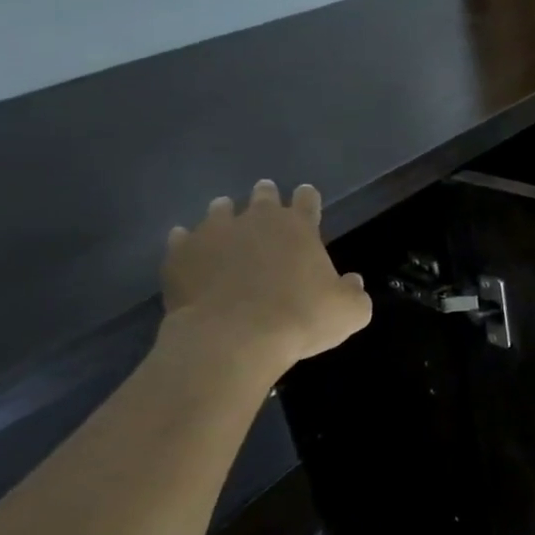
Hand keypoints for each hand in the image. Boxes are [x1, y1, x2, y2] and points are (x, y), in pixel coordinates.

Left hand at [161, 180, 371, 376]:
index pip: (307, 200)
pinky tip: (189, 249)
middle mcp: (256, 220)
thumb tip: (352, 282)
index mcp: (298, 227)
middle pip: (263, 196)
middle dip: (266, 196)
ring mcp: (213, 234)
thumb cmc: (300, 319)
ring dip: (225, 214)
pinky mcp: (180, 255)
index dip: (308, 198)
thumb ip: (354, 293)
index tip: (307, 196)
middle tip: (266, 198)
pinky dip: (189, 243)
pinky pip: (182, 240)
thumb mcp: (350, 312)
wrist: (231, 339)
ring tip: (226, 220)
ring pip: (219, 210)